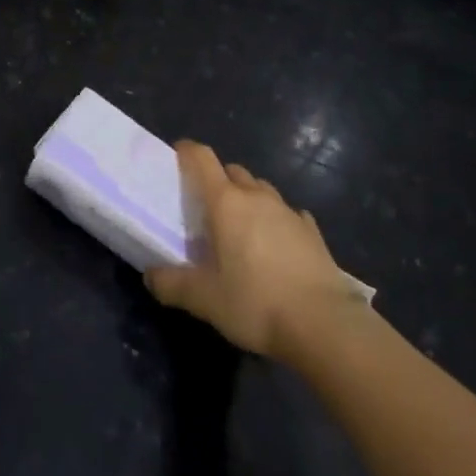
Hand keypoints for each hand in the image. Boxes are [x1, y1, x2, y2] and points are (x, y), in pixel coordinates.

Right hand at [146, 140, 358, 360]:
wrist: (325, 324)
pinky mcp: (312, 232)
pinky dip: (278, 221)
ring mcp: (288, 212)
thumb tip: (150, 276)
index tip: (177, 156)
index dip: (187, 151)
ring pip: (261, 190)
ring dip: (248, 199)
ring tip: (242, 228)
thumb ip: (173, 285)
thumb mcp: (205, 300)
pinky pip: (289, 214)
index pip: (202, 159)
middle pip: (233, 171)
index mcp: (226, 203)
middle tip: (207, 208)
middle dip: (218, 180)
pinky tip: (278, 244)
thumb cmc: (256, 302)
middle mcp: (257, 197)